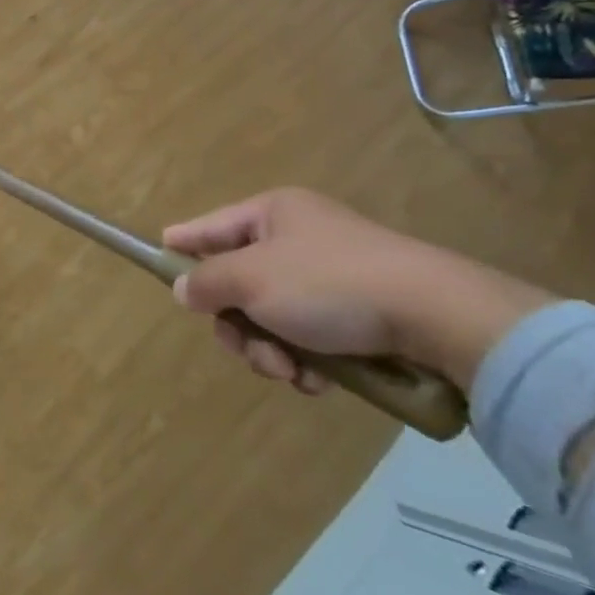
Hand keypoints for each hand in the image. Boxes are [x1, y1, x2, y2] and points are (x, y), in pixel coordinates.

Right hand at [163, 188, 554, 393]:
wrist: (439, 317)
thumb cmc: (330, 284)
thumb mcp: (252, 278)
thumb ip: (206, 282)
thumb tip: (183, 289)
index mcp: (272, 214)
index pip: (209, 226)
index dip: (181, 244)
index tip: (156, 259)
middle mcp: (299, 238)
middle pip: (238, 282)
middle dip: (238, 324)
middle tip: (250, 350)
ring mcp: (331, 277)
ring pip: (272, 317)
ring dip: (270, 350)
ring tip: (291, 371)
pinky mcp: (360, 314)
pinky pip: (310, 337)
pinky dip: (307, 362)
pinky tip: (319, 381)